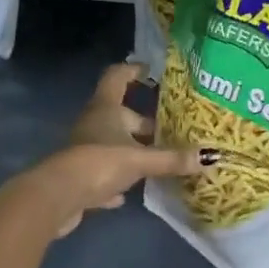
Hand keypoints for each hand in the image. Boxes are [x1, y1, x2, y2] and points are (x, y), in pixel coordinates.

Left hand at [25, 62, 203, 237]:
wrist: (57, 198)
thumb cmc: (99, 162)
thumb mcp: (141, 160)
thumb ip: (172, 159)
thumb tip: (211, 156)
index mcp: (106, 107)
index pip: (118, 76)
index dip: (133, 70)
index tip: (150, 70)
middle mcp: (94, 122)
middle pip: (121, 114)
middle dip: (144, 121)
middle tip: (171, 127)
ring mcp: (85, 149)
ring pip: (113, 143)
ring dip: (133, 150)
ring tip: (160, 157)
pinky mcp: (79, 177)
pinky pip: (103, 172)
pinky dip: (117, 179)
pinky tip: (130, 192)